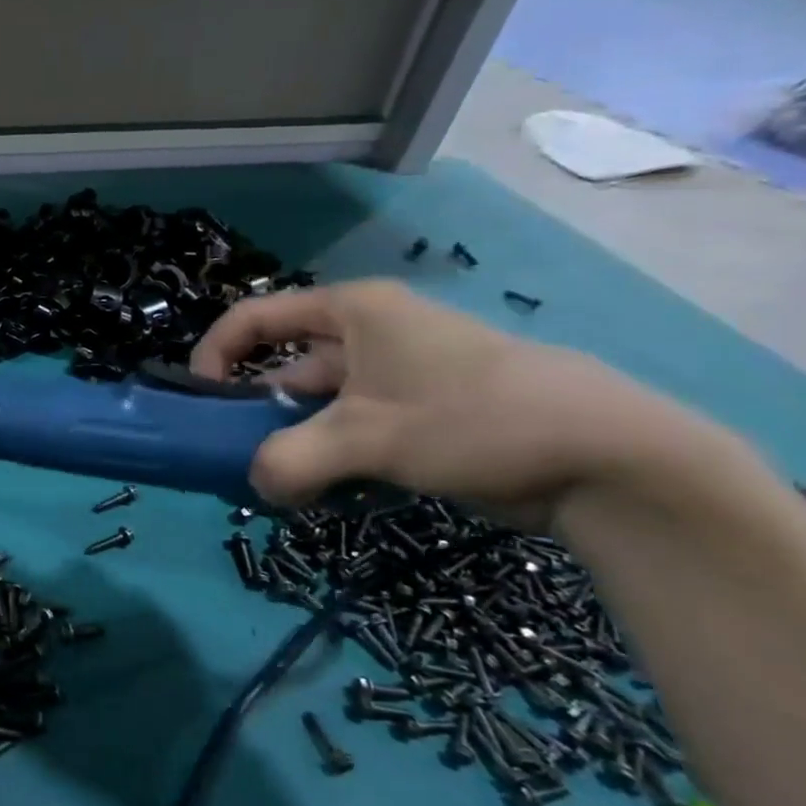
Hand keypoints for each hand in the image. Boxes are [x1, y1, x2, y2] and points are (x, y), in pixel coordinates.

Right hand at [190, 279, 711, 528]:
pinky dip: (330, 458)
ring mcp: (394, 378)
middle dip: (255, 412)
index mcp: (351, 313)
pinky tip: (326, 493)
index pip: (255, 317)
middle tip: (236, 457)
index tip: (199, 401)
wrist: (607, 458)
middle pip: (284, 366)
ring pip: (317, 406)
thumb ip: (291, 462)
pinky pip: (350, 432)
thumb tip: (256, 487)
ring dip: (294, 443)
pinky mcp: (418, 416)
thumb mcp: (367, 438)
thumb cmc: (471, 418)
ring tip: (282, 483)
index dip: (216, 353)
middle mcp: (368, 335)